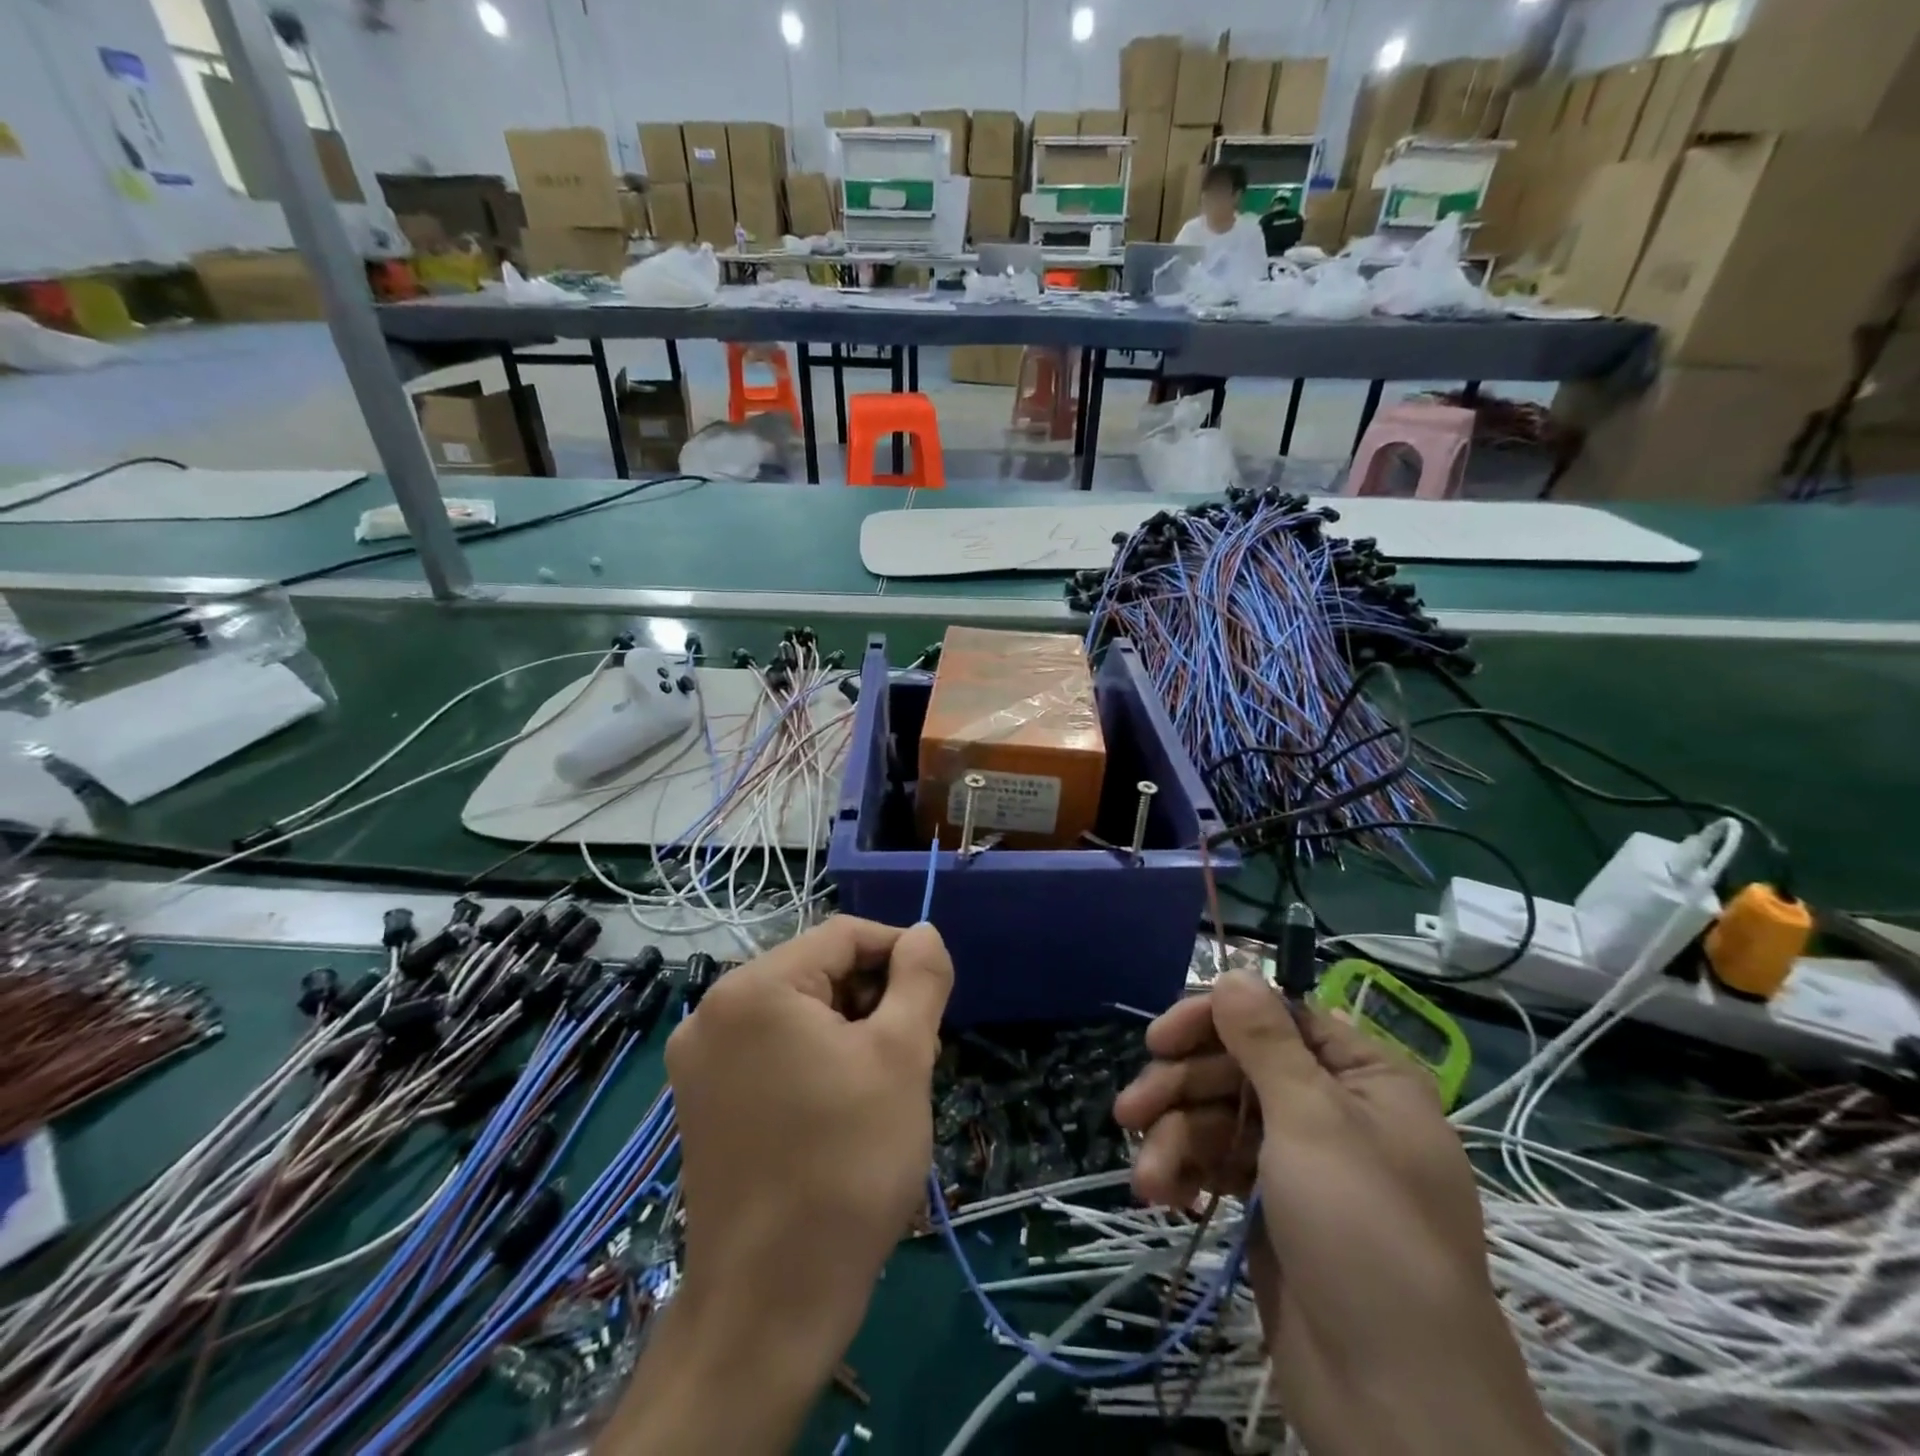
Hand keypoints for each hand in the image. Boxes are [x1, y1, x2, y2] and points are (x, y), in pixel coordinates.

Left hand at [596, 918, 952, 1454]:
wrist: (771, 1304)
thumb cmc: (846, 1166)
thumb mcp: (902, 1056)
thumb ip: (920, 979)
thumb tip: (924, 932)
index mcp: (754, 988)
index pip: (843, 936)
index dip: (899, 954)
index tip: (937, 997)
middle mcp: (713, 1012)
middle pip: (817, 972)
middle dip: (874, 1000)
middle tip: (917, 1052)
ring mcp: (699, 1061)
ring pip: (797, 1013)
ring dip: (850, 1031)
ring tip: (888, 1085)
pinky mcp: (703, 1102)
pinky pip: (771, 1051)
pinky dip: (816, 1060)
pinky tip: (846, 1105)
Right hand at [1113, 969, 1556, 1455]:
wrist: (1397, 1407)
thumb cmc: (1364, 1237)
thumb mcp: (1314, 1123)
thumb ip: (1266, 1042)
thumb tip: (1235, 970)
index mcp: (1363, 1078)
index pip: (1276, 1018)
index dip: (1214, 1021)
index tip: (1159, 1038)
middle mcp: (1332, 1109)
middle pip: (1237, 1068)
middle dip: (1180, 1089)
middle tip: (1128, 1112)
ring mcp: (1301, 1160)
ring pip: (1220, 1117)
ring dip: (1175, 1141)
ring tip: (1145, 1179)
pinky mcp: (1273, 1206)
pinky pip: (1220, 1163)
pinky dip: (1187, 1172)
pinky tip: (1162, 1195)